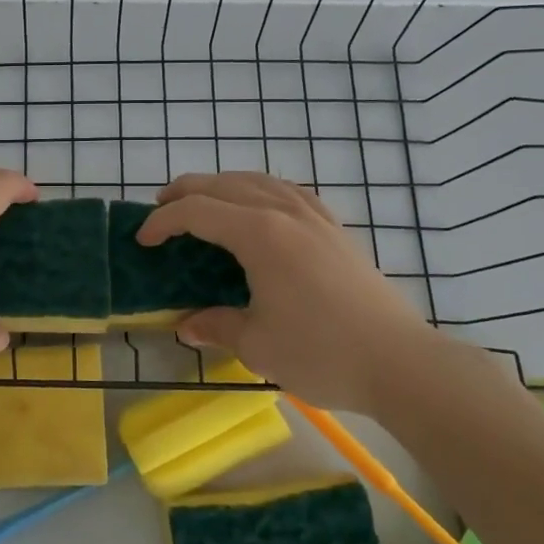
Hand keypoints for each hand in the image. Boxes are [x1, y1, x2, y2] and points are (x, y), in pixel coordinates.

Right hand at [138, 171, 439, 411]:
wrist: (401, 362)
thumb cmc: (323, 352)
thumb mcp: (257, 345)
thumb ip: (216, 326)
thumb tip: (186, 326)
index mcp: (260, 234)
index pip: (198, 212)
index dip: (163, 222)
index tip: (142, 240)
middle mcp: (284, 212)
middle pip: (224, 184)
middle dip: (185, 192)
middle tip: (160, 209)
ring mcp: (314, 216)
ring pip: (258, 180)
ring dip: (222, 184)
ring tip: (203, 200)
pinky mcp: (335, 229)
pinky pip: (289, 191)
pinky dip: (260, 189)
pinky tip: (260, 205)